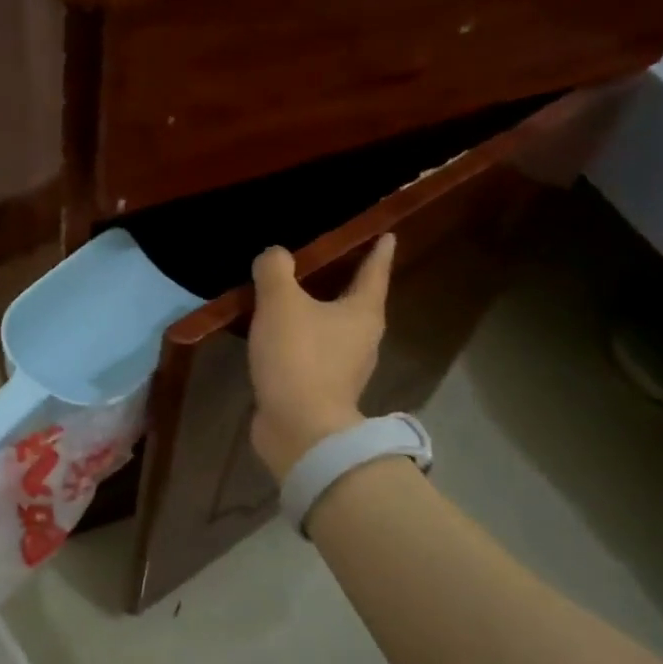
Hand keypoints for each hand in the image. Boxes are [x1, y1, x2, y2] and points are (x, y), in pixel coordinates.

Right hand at [248, 235, 394, 480]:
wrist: (300, 428)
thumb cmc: (299, 358)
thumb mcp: (281, 303)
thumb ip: (276, 271)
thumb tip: (275, 254)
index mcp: (363, 313)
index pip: (374, 273)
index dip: (378, 252)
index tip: (387, 235)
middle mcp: (363, 340)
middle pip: (357, 304)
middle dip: (345, 284)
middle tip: (327, 265)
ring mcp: (344, 370)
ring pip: (333, 332)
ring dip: (318, 316)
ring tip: (293, 302)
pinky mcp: (322, 392)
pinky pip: (312, 356)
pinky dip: (299, 343)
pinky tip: (277, 340)